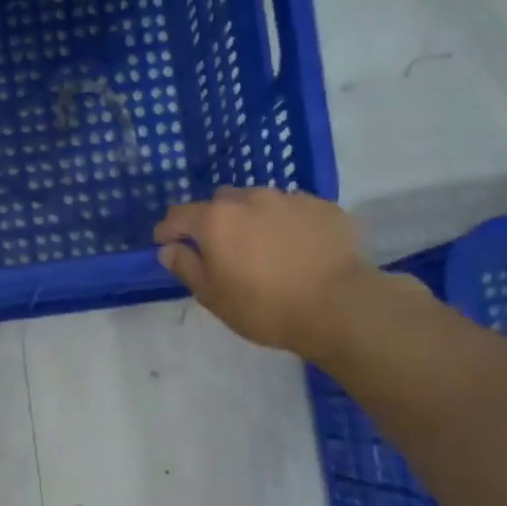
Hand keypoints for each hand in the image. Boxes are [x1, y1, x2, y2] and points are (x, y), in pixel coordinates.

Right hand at [154, 188, 381, 358]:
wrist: (339, 305)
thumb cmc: (264, 307)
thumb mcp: (213, 297)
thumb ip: (186, 267)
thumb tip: (169, 249)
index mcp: (216, 220)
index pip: (178, 215)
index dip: (168, 231)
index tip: (167, 247)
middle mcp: (250, 199)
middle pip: (219, 203)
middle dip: (212, 222)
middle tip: (219, 252)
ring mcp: (289, 198)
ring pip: (257, 202)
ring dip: (250, 220)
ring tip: (261, 250)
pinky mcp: (322, 206)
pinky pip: (291, 210)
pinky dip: (284, 224)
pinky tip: (294, 250)